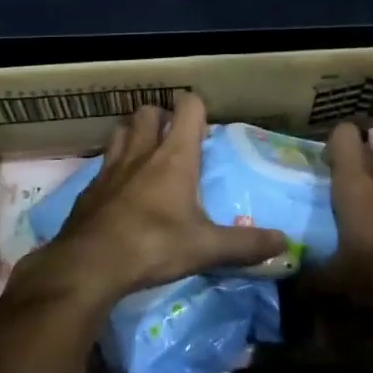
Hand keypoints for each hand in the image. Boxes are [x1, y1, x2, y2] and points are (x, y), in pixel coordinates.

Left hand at [47, 94, 286, 300]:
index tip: (205, 127)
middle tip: (174, 140)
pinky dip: (113, 168)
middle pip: (148, 111)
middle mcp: (141, 152)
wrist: (88, 265)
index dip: (197, 108)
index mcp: (174, 157)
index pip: (188, 107)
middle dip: (162, 117)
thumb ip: (245, 244)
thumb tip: (284, 243)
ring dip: (133, 135)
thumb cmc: (153, 245)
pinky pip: (103, 165)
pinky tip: (119, 192)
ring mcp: (110, 168)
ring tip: (145, 156)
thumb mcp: (205, 248)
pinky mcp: (89, 189)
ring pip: (121, 131)